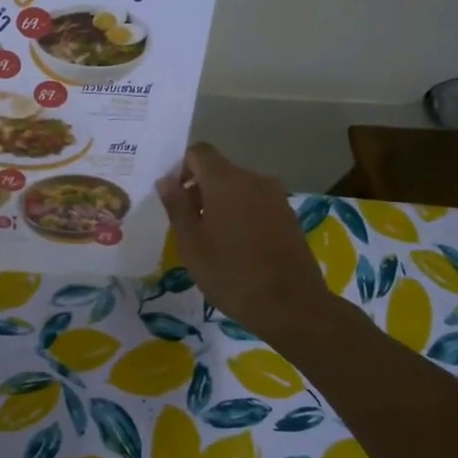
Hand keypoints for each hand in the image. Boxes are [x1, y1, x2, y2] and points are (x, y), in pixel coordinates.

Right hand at [156, 143, 342, 338]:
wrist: (291, 306)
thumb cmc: (231, 274)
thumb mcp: (191, 243)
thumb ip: (177, 206)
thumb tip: (166, 179)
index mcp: (226, 181)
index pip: (199, 152)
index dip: (181, 168)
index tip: (175, 198)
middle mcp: (254, 179)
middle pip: (220, 170)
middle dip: (200, 189)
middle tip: (189, 225)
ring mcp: (276, 197)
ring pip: (239, 188)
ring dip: (222, 203)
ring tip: (213, 240)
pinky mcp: (289, 216)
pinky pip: (257, 203)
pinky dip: (242, 215)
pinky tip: (238, 247)